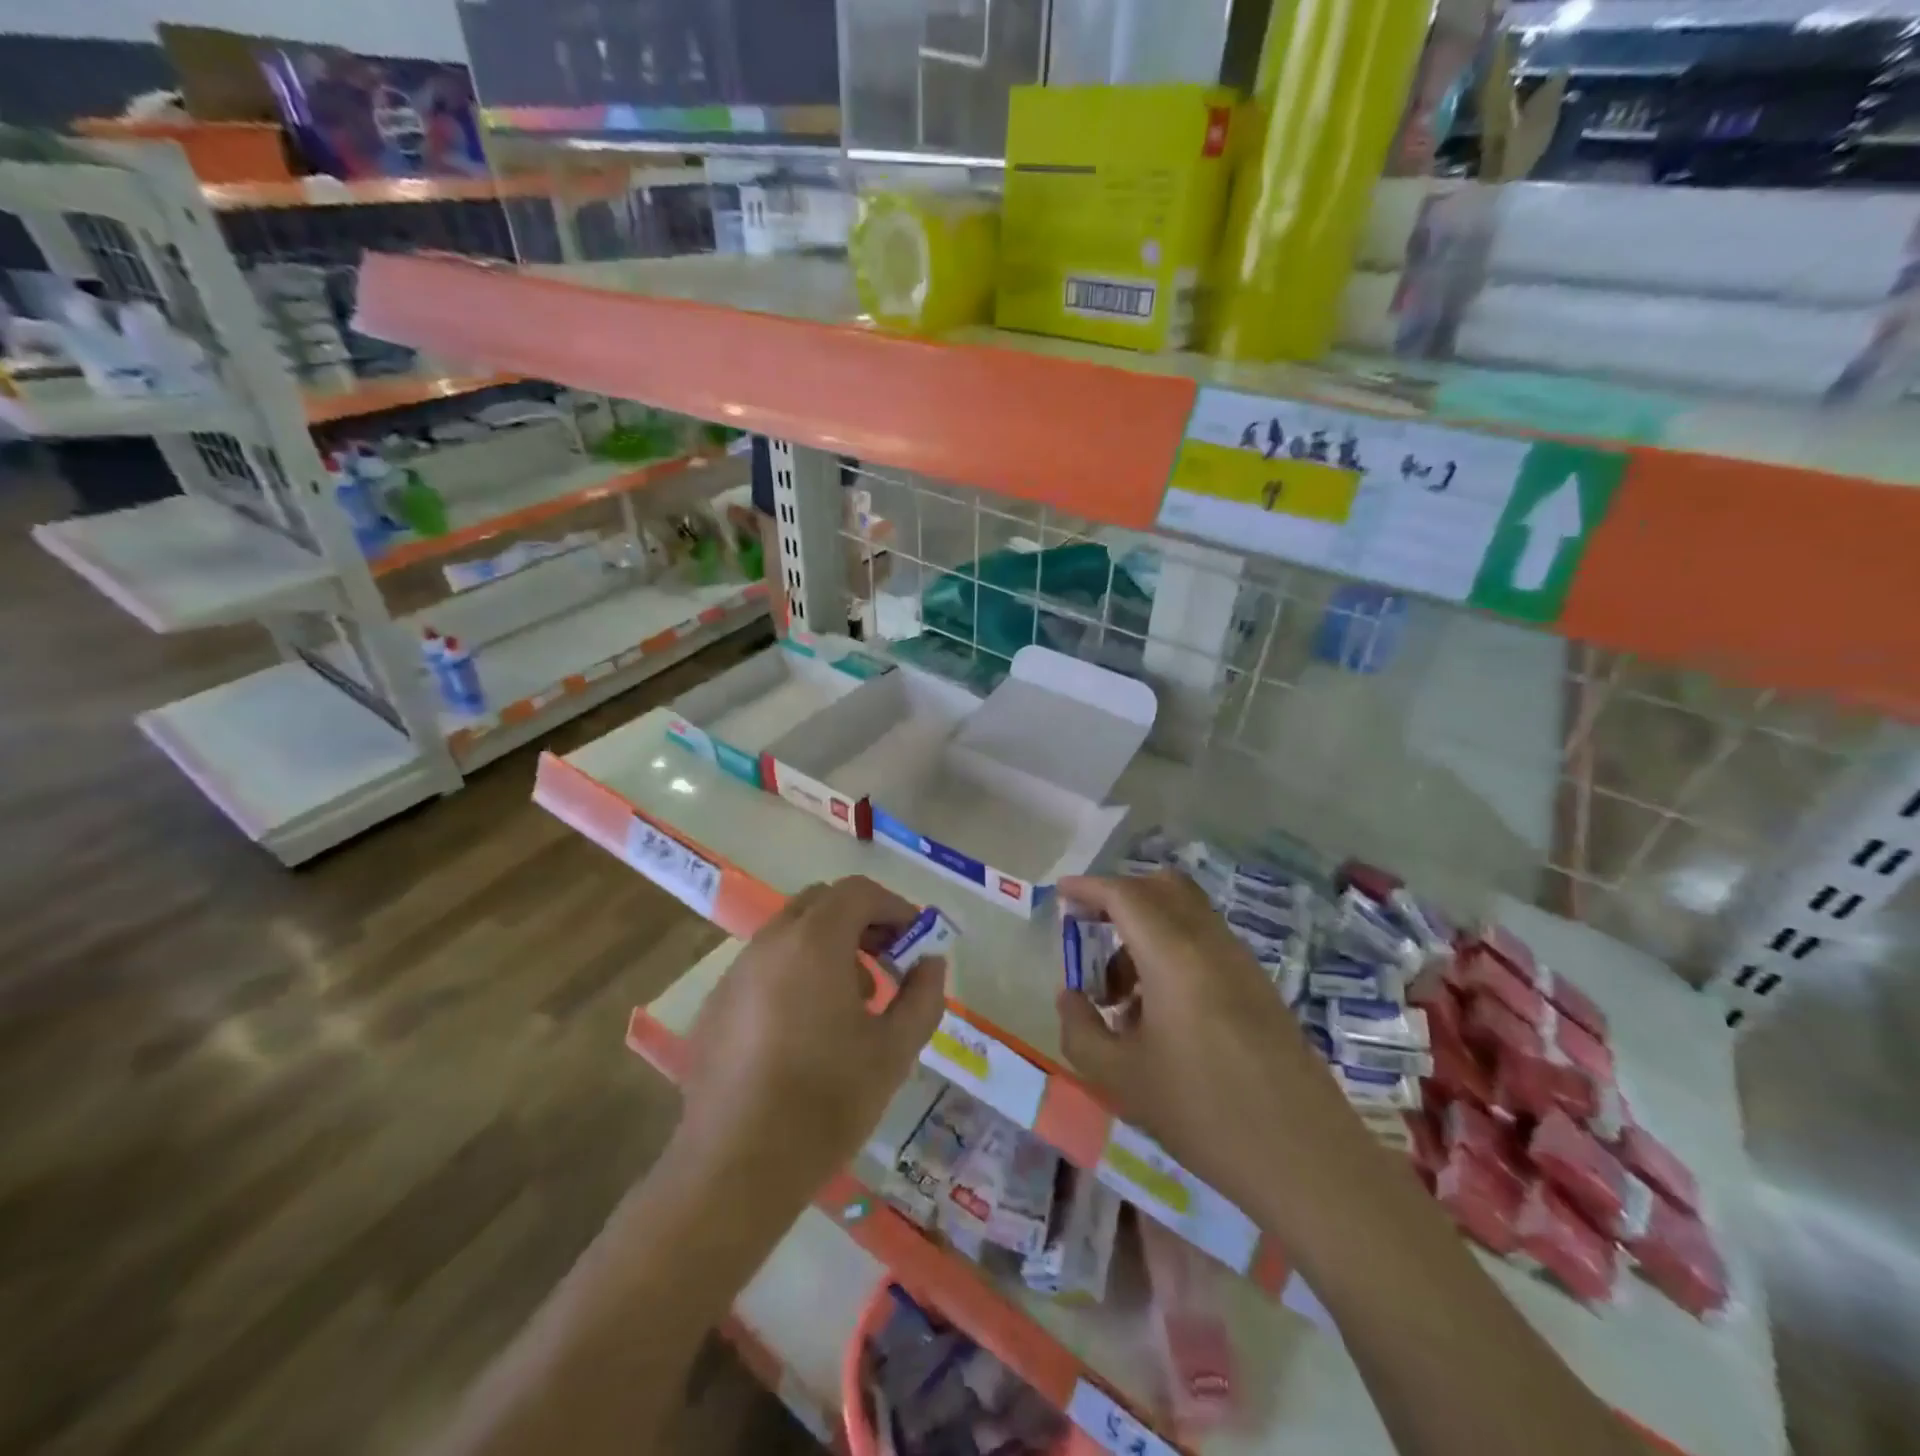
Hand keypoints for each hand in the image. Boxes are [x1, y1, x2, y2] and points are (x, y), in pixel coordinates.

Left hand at [680, 876, 946, 1195]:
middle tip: (887, 964)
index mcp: (813, 942)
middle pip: (821, 903)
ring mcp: (735, 973)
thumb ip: (923, 995)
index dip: (894, 907)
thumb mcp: (895, 1049)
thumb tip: (929, 962)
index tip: (916, 941)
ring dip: (827, 948)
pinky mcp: (715, 1006)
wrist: (736, 1168)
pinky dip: (794, 974)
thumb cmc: (826, 1101)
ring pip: (789, 934)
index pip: (858, 892)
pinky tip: (805, 1030)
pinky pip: (763, 968)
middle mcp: (769, 943)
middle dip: (860, 922)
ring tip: (852, 1003)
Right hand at [1055, 871, 1335, 1217]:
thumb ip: (1080, 1029)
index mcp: (1175, 955)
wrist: (1307, 1160)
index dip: (1089, 887)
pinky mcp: (1259, 987)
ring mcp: (1242, 963)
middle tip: (1090, 934)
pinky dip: (1172, 952)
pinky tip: (1159, 1014)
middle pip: (1163, 888)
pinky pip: (1206, 943)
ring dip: (1146, 931)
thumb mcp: (1121, 1078)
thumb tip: (1070, 996)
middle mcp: (1211, 944)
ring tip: (1120, 996)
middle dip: (1120, 899)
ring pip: (1186, 915)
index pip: (1126, 895)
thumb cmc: (1205, 1114)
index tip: (1061, 895)